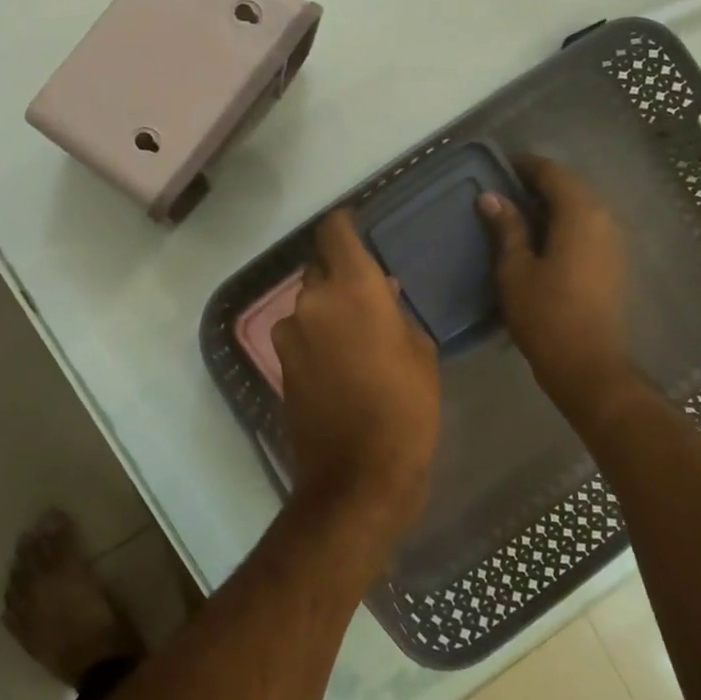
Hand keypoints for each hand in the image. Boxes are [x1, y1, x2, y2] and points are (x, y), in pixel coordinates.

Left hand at [273, 210, 439, 542]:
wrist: (359, 475)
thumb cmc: (407, 408)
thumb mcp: (420, 352)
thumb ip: (395, 311)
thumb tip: (381, 293)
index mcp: (353, 288)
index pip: (335, 231)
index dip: (344, 223)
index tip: (356, 226)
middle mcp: (313, 301)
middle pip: (319, 267)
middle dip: (340, 274)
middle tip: (367, 294)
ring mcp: (290, 333)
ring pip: (308, 303)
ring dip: (327, 309)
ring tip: (356, 335)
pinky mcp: (280, 363)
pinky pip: (301, 333)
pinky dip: (317, 336)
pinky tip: (341, 361)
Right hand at [477, 155, 634, 415]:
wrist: (588, 365)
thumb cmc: (546, 316)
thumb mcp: (515, 270)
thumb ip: (507, 228)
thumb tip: (491, 196)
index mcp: (580, 213)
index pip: (551, 172)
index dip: (524, 166)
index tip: (498, 167)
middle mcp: (604, 218)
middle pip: (570, 186)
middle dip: (537, 183)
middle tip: (503, 191)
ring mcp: (614, 240)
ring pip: (581, 206)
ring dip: (552, 204)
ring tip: (517, 214)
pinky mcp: (614, 261)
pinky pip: (588, 226)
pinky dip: (565, 222)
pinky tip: (541, 239)